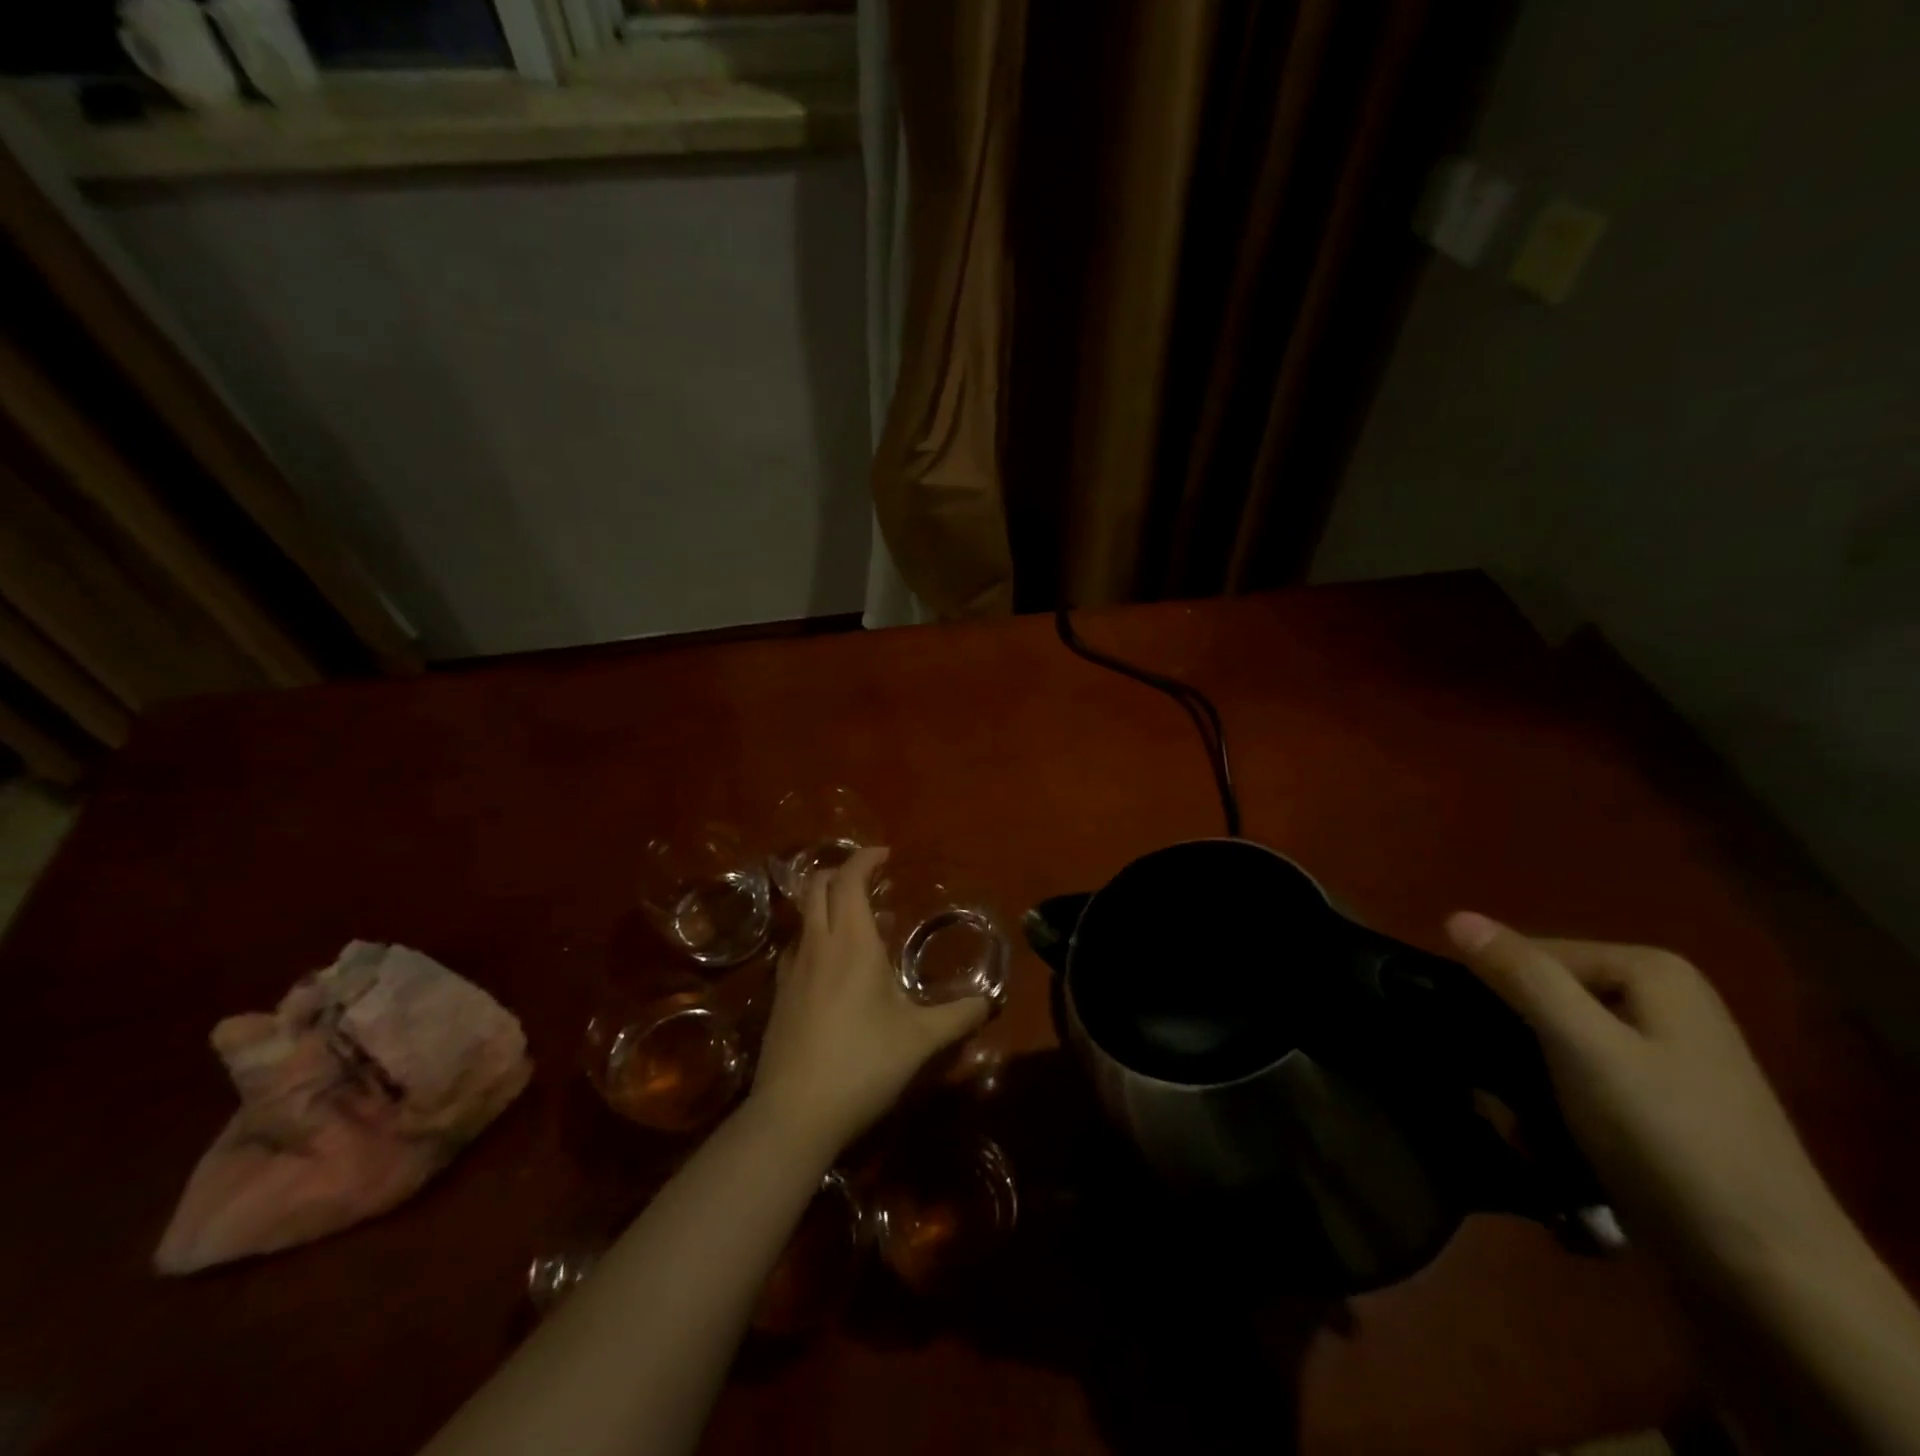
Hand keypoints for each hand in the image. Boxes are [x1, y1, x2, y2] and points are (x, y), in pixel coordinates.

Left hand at [749, 847, 989, 1154]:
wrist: (793, 1115)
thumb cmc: (861, 1064)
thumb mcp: (919, 1040)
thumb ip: (957, 1016)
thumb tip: (988, 1002)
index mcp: (851, 943)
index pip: (849, 879)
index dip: (865, 858)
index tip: (886, 855)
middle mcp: (817, 945)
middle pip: (817, 885)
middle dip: (841, 871)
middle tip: (869, 879)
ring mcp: (791, 970)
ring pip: (803, 915)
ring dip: (825, 902)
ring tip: (856, 921)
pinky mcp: (778, 996)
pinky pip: (796, 946)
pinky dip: (815, 935)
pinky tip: (833, 966)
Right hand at [1444, 913, 1846, 1281]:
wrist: (1767, 1276)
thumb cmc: (1668, 1141)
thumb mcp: (1583, 1048)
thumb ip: (1521, 976)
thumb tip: (1454, 916)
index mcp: (1650, 972)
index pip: (1529, 954)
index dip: (1492, 994)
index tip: (1473, 1044)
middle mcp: (1659, 1001)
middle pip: (1540, 997)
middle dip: (1507, 1044)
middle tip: (1493, 1094)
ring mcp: (1660, 1054)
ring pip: (1550, 1042)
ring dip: (1521, 1081)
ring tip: (1516, 1123)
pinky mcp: (1653, 1102)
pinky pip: (1574, 1079)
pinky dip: (1549, 1105)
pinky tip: (1543, 1139)